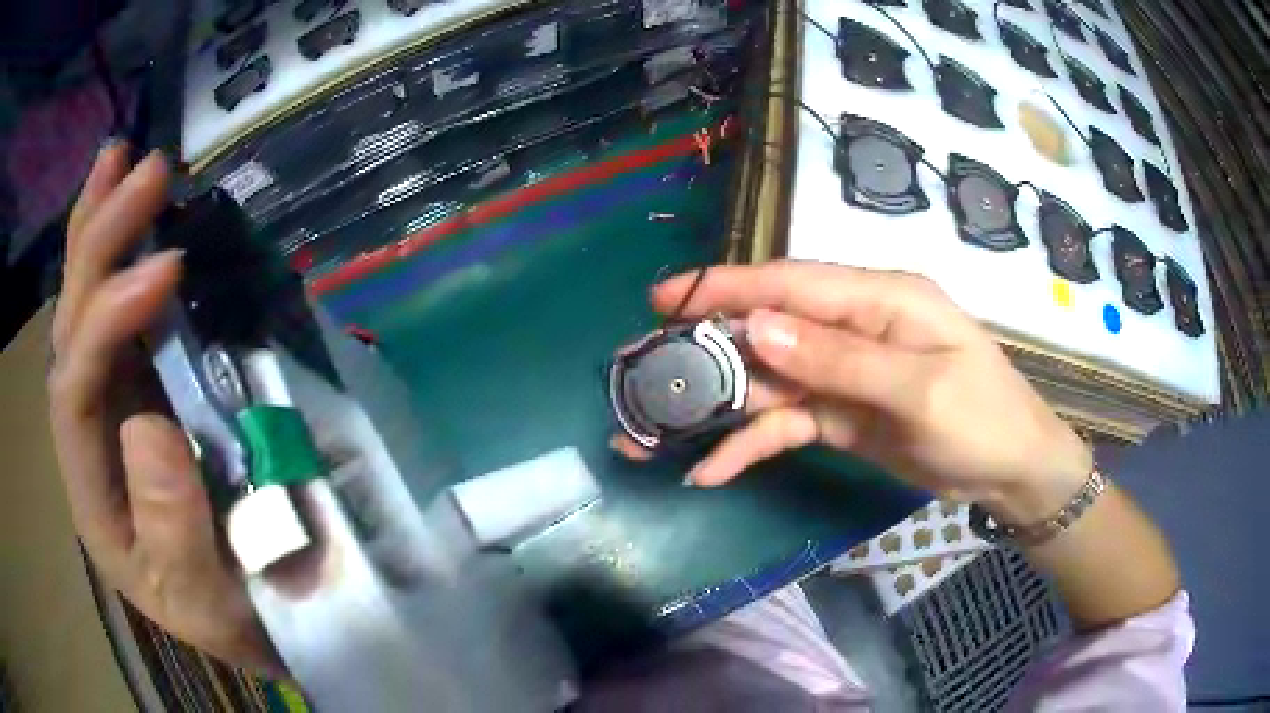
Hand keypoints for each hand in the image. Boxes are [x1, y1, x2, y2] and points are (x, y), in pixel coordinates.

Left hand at [47, 145, 282, 675]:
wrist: (249, 612)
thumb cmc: (229, 612)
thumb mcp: (205, 600)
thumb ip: (171, 532)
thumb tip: (147, 425)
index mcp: (92, 493)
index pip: (75, 392)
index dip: (108, 324)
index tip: (167, 269)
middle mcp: (88, 435)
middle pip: (70, 330)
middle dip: (98, 244)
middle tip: (145, 170)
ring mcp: (112, 403)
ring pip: (83, 308)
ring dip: (99, 228)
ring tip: (121, 161)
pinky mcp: (141, 385)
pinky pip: (117, 313)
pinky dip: (120, 254)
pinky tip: (132, 211)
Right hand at [617, 260, 1091, 523]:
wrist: (1010, 472)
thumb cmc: (983, 418)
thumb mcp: (920, 390)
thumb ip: (841, 359)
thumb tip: (759, 326)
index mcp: (879, 299)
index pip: (791, 283)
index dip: (726, 287)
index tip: (664, 298)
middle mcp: (853, 327)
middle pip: (768, 330)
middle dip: (707, 353)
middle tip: (646, 374)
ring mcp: (842, 374)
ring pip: (768, 381)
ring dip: (717, 407)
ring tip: (658, 435)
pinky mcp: (839, 414)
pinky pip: (784, 423)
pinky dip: (749, 444)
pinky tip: (713, 468)